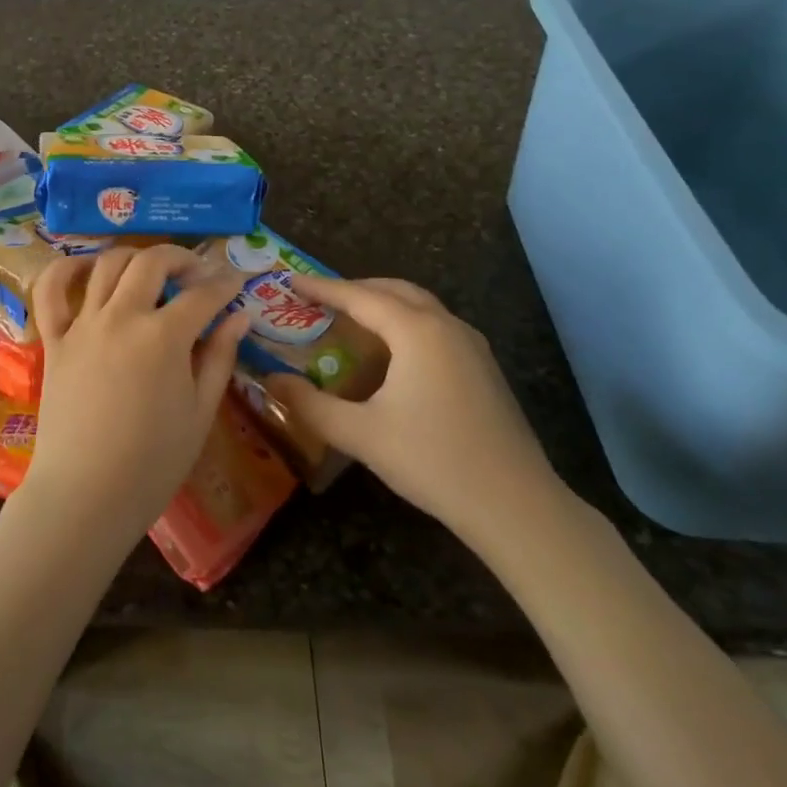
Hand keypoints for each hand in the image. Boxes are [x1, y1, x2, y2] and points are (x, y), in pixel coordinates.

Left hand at [19, 247, 249, 550]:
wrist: (86, 496)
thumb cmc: (153, 463)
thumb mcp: (200, 413)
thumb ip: (220, 356)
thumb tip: (241, 315)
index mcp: (164, 337)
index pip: (202, 295)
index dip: (225, 284)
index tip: (237, 282)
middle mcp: (122, 317)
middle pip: (152, 263)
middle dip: (181, 258)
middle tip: (197, 273)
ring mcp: (83, 325)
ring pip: (107, 265)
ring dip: (135, 257)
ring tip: (151, 271)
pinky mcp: (54, 340)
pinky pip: (50, 291)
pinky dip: (66, 269)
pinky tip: (86, 268)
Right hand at [264, 275, 569, 546]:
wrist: (516, 505)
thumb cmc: (433, 461)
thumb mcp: (361, 434)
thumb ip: (310, 405)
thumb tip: (270, 381)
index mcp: (416, 331)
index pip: (358, 296)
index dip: (321, 288)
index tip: (289, 281)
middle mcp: (446, 325)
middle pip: (393, 290)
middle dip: (354, 289)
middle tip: (319, 299)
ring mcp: (471, 345)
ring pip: (419, 305)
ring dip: (383, 303)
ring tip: (351, 319)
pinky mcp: (484, 367)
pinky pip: (436, 326)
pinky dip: (406, 322)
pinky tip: (394, 353)